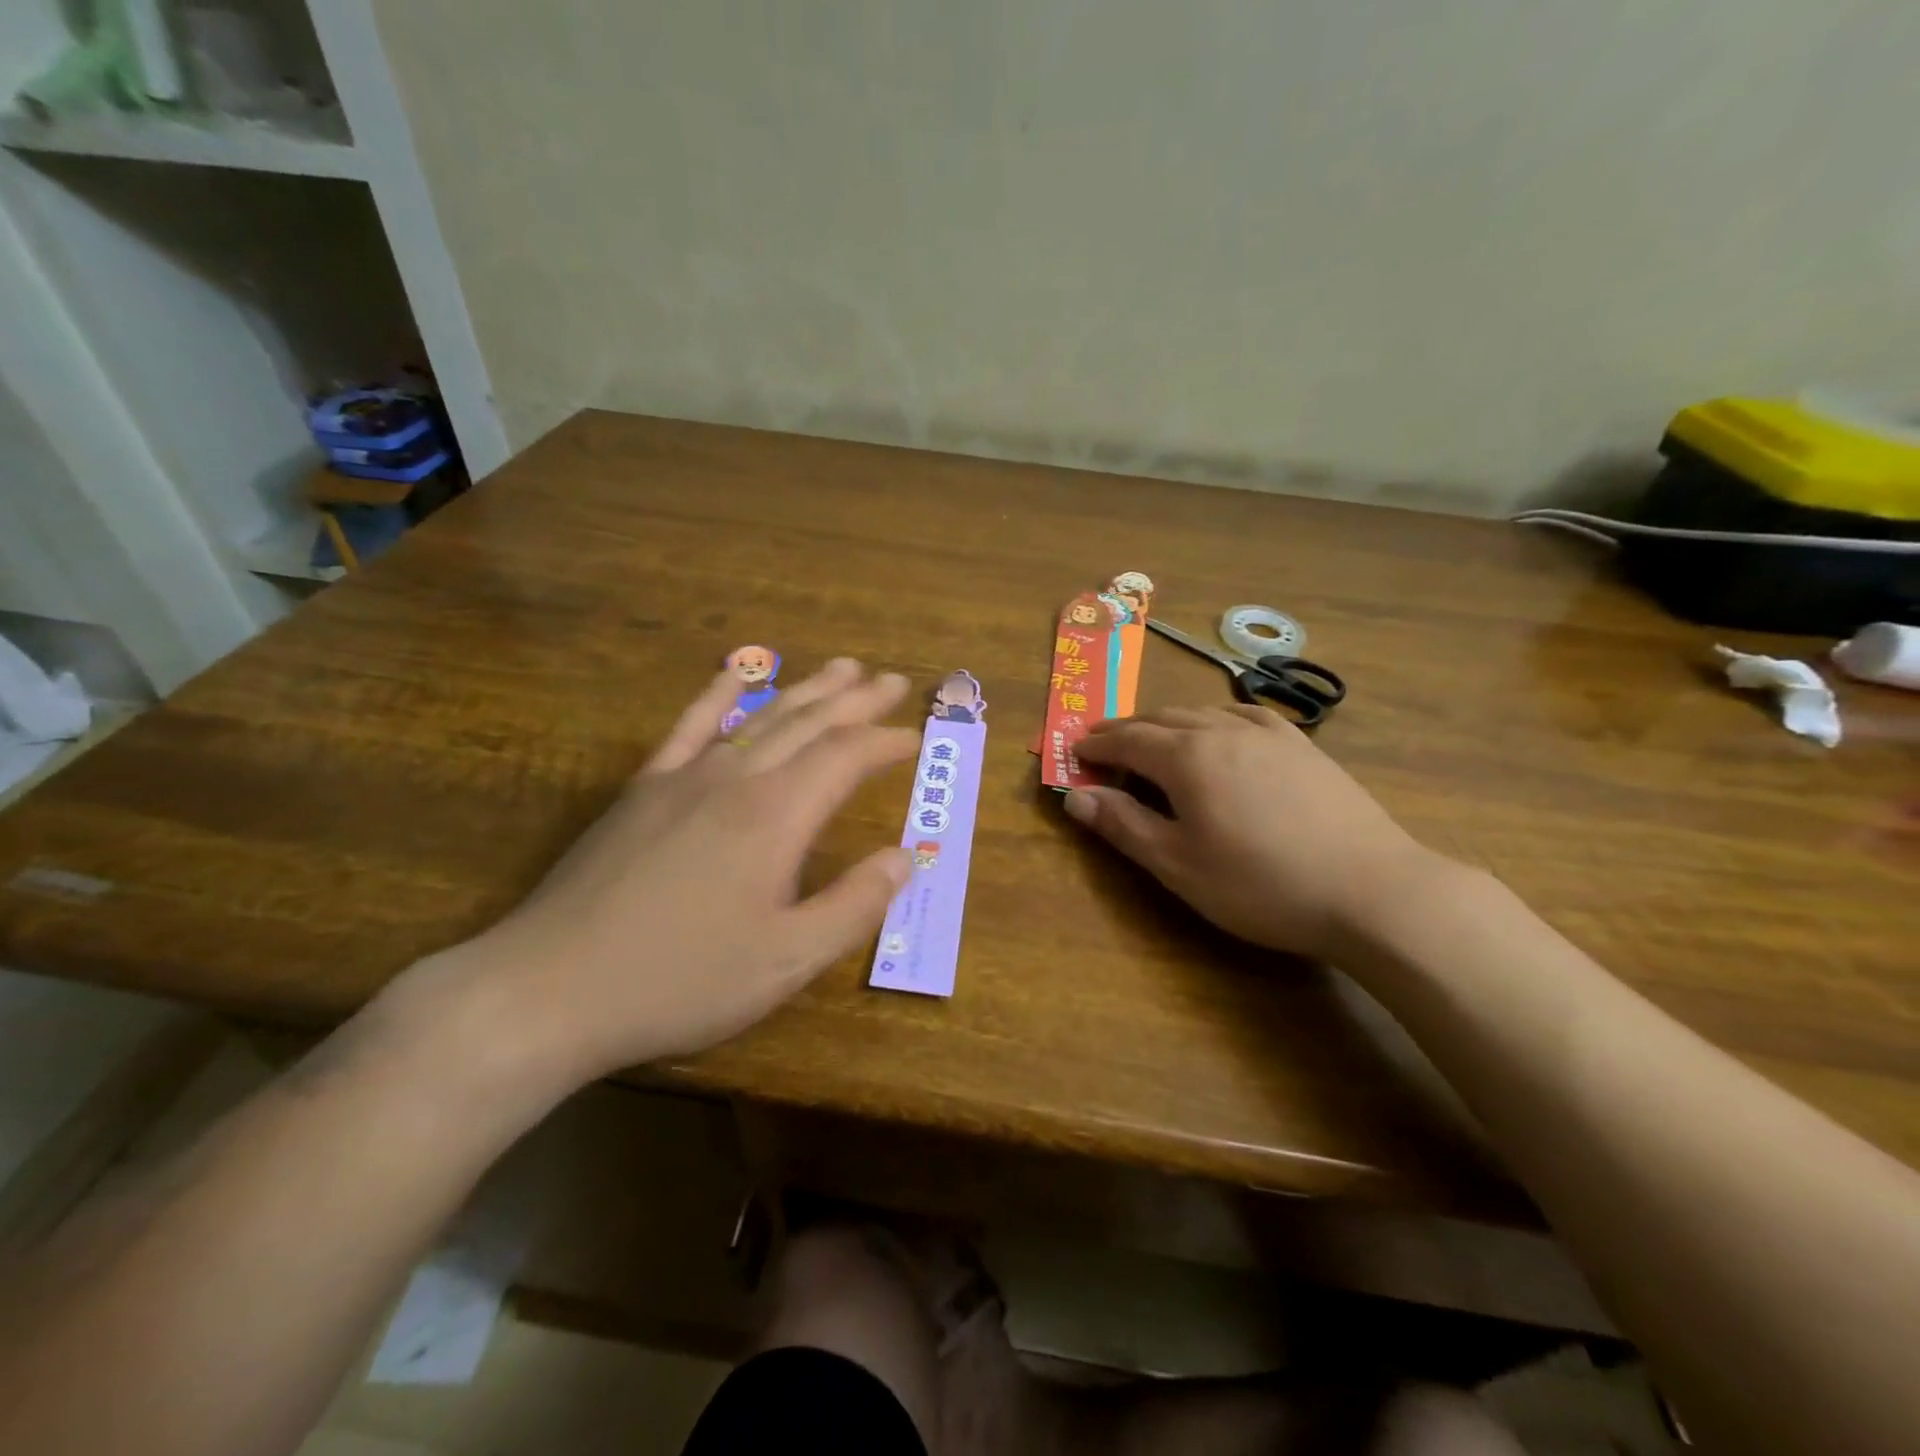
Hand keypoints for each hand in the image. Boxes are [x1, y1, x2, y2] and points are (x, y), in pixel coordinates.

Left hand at [389, 660, 918, 1090]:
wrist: (551, 988)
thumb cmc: (682, 980)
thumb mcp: (787, 960)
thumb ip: (855, 906)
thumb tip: (904, 858)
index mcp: (776, 816)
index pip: (846, 757)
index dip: (885, 742)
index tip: (915, 736)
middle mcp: (735, 779)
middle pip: (809, 723)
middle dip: (856, 700)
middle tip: (893, 681)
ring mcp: (684, 778)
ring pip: (760, 718)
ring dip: (806, 690)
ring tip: (841, 667)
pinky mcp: (643, 790)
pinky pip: (688, 726)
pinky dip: (719, 695)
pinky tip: (735, 674)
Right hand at [1064, 705, 1442, 960]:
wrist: (1371, 890)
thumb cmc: (1260, 884)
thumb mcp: (1178, 864)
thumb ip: (1123, 825)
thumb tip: (1076, 796)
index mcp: (1187, 757)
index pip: (1127, 740)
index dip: (1097, 746)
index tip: (1074, 751)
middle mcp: (1223, 730)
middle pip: (1161, 718)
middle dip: (1126, 729)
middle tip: (1103, 744)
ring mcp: (1269, 734)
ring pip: (1203, 712)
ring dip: (1168, 721)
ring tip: (1153, 737)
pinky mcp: (1304, 746)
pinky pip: (1246, 715)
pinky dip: (1216, 717)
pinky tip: (1222, 729)